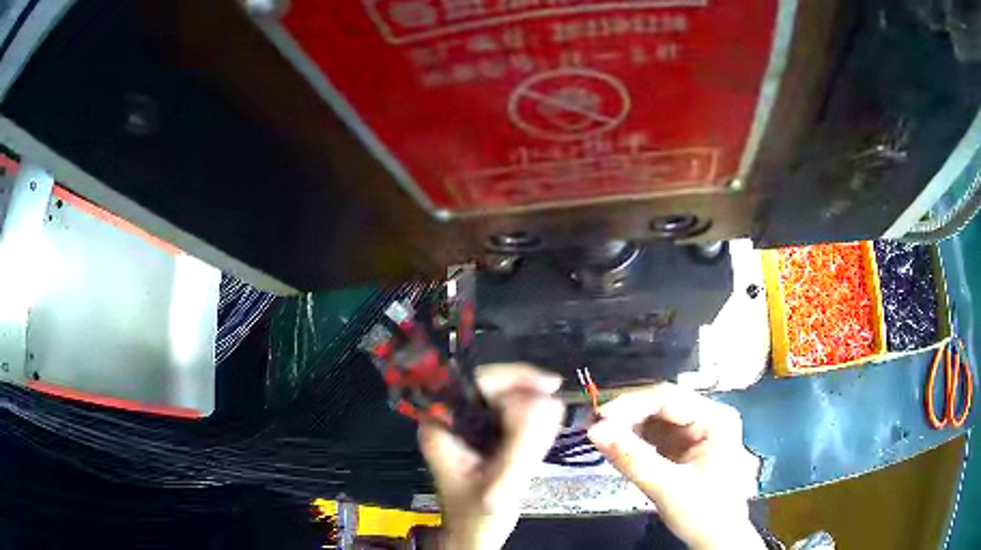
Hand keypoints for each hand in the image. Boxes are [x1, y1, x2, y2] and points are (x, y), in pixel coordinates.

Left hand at [418, 364, 564, 549]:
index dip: (512, 376)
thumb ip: (522, 448)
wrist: (473, 537)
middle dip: (526, 394)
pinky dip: (532, 422)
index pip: (475, 380)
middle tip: (554, 409)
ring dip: (533, 410)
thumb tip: (550, 403)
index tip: (548, 385)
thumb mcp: (500, 486)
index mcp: (441, 425)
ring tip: (545, 434)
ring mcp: (468, 426)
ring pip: (507, 398)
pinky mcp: (485, 435)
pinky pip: (513, 415)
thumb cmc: (478, 516)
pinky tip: (540, 440)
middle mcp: (451, 418)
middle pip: (493, 385)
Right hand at [587, 384, 763, 549]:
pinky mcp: (683, 446)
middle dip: (627, 414)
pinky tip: (617, 444)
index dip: (630, 405)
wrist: (717, 539)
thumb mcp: (666, 487)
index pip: (668, 398)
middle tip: (594, 425)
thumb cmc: (703, 513)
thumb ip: (631, 458)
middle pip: (661, 404)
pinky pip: (654, 434)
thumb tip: (594, 430)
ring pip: (655, 418)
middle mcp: (707, 417)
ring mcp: (696, 431)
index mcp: (715, 419)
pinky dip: (634, 439)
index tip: (598, 419)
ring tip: (601, 434)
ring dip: (627, 425)